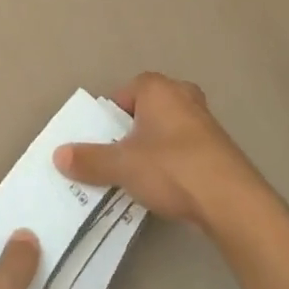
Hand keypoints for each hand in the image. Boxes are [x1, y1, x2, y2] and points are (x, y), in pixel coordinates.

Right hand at [53, 72, 262, 228]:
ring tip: (140, 175)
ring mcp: (205, 120)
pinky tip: (168, 186)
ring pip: (167, 129)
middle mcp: (183, 95)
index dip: (109, 116)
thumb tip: (58, 155)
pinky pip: (185, 147)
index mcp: (157, 88)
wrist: (231, 200)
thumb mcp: (122, 166)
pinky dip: (174, 161)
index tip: (101, 142)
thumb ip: (89, 159)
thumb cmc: (171, 168)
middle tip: (118, 157)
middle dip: (131, 131)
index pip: (123, 93)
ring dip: (153, 147)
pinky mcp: (219, 147)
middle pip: (146, 109)